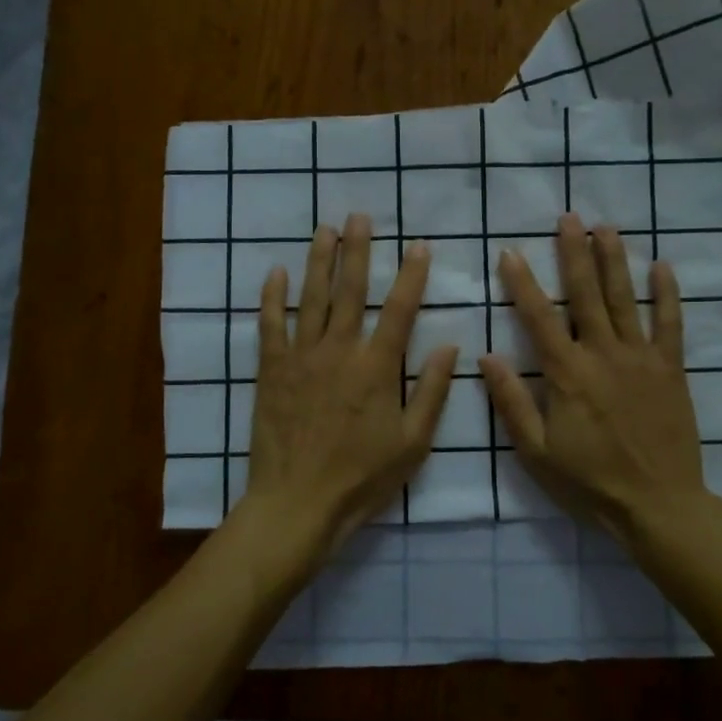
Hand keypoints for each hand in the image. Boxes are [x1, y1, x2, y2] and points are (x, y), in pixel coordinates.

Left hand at [239, 215, 457, 566]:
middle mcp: (339, 351)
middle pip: (350, 291)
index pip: (399, 309)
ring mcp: (301, 358)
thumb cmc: (362, 478)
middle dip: (357, 251)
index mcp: (376, 368)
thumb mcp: (413, 443)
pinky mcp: (271, 371)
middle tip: (360, 217)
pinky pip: (271, 326)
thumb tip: (451, 346)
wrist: (298, 503)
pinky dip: (273, 298)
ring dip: (319, 261)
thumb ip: (431, 392)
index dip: (411, 275)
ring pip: (311, 299)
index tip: (418, 246)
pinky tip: (277, 273)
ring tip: (324, 230)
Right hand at [479, 214, 712, 543]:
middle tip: (569, 218)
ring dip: (614, 261)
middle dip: (574, 253)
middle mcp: (603, 355)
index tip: (511, 251)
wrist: (657, 504)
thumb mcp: (536, 452)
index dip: (523, 282)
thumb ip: (512, 403)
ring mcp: (641, 358)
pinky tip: (661, 267)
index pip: (539, 317)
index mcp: (567, 374)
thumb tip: (486, 358)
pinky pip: (670, 324)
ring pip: (625, 299)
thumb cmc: (589, 481)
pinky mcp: (671, 369)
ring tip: (606, 228)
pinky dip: (666, 295)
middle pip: (586, 294)